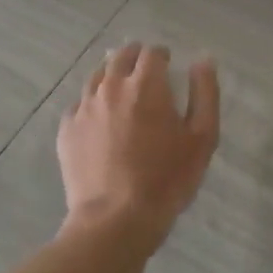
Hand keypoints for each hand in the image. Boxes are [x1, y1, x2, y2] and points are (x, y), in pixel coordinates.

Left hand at [58, 44, 219, 249]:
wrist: (115, 219)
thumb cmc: (167, 179)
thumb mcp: (203, 138)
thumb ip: (205, 94)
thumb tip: (203, 60)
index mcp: (145, 85)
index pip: (151, 53)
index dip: (161, 55)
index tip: (168, 64)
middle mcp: (110, 87)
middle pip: (120, 57)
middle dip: (135, 58)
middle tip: (145, 73)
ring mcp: (84, 108)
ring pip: (97, 77)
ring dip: (112, 77)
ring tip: (123, 92)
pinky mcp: (67, 130)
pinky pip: (80, 105)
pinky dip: (93, 104)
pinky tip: (101, 120)